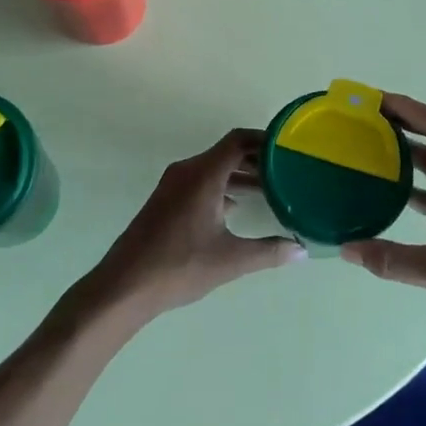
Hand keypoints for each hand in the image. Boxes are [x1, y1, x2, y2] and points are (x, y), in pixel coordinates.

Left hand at [79, 129, 303, 324]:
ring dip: (239, 175)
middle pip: (227, 152)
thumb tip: (301, 249)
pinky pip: (200, 182)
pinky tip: (237, 208)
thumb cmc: (179, 266)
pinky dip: (222, 187)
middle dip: (257, 159)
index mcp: (203, 175)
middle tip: (287, 171)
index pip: (239, 141)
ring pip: (213, 168)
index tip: (289, 148)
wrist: (124, 285)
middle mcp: (187, 171)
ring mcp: (173, 185)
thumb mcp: (230, 260)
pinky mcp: (166, 201)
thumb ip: (268, 251)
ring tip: (269, 189)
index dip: (265, 140)